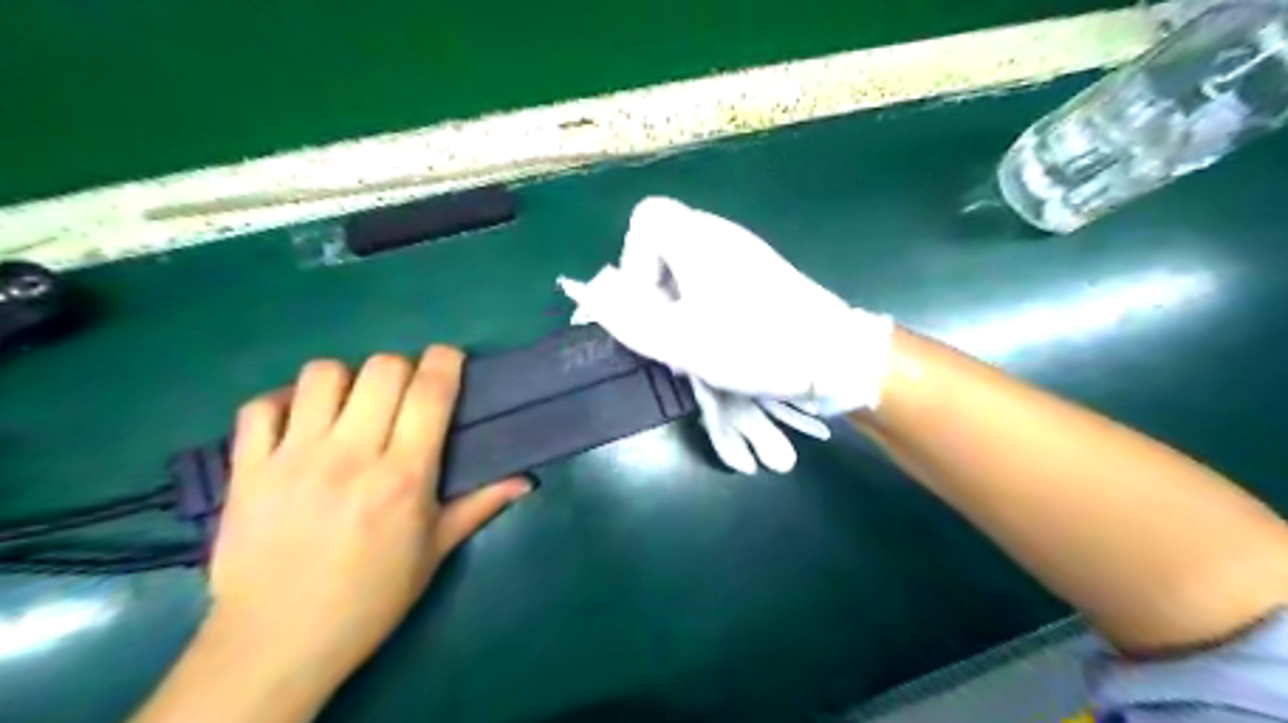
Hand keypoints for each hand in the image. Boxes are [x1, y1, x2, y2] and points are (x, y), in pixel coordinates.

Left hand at [208, 349, 527, 689]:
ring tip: (350, 406)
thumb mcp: (435, 552)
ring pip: (322, 375)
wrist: (278, 643)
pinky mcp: (247, 469)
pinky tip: (298, 422)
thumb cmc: (371, 598)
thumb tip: (527, 480)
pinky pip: (260, 407)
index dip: (444, 361)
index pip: (429, 391)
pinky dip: (281, 403)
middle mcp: (351, 455)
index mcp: (403, 476)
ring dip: (346, 380)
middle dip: (402, 368)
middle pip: (381, 369)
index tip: (449, 360)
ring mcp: (293, 458)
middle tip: (403, 393)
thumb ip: (480, 505)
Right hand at [559, 195, 891, 473]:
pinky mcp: (759, 273)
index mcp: (698, 239)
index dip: (633, 260)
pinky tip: (719, 337)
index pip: (646, 218)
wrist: (833, 355)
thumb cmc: (756, 344)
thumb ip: (630, 319)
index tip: (649, 302)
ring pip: (687, 264)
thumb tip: (594, 296)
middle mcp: (720, 235)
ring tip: (693, 340)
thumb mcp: (682, 341)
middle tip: (669, 330)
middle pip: (663, 243)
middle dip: (654, 289)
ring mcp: (743, 252)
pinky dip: (702, 304)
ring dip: (677, 302)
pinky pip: (712, 277)